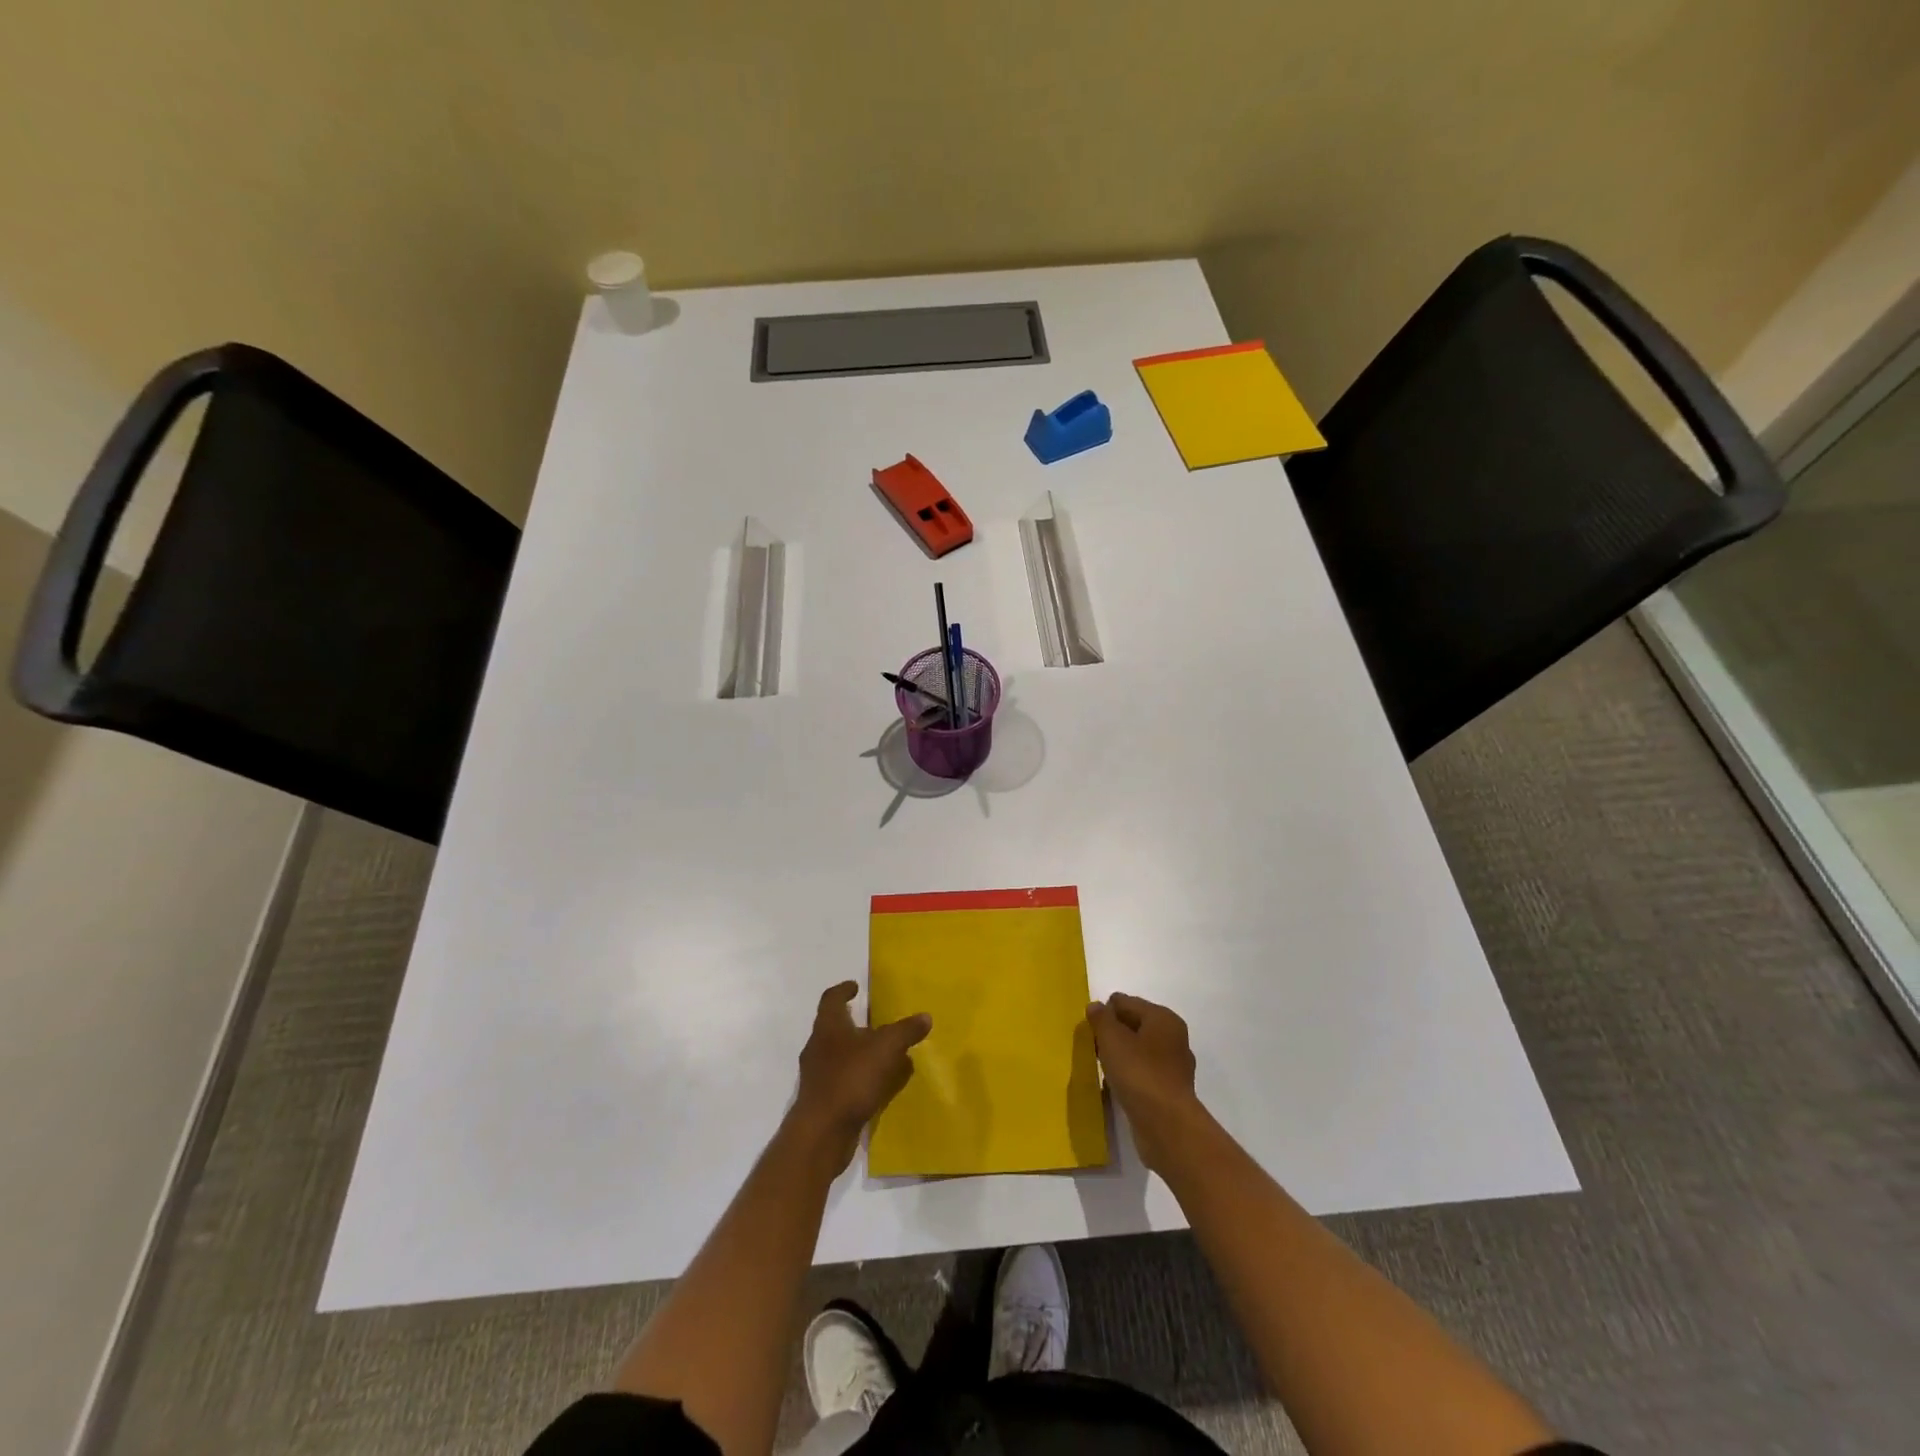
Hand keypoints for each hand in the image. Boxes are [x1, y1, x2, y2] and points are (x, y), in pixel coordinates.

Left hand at [790, 982, 931, 1171]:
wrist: (821, 1133)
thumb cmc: (851, 1079)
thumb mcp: (886, 1049)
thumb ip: (905, 1031)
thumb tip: (925, 1016)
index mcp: (829, 1027)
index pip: (831, 999)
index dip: (843, 990)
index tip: (855, 986)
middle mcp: (818, 1047)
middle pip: (834, 1027)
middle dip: (854, 1023)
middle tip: (876, 1021)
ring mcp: (817, 1075)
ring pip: (839, 1055)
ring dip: (859, 1052)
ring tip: (884, 1054)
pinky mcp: (822, 1100)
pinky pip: (843, 1079)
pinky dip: (859, 1076)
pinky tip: (878, 1085)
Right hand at [1086, 993, 1204, 1173]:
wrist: (1167, 1126)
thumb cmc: (1139, 1073)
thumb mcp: (1112, 1039)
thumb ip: (1101, 1019)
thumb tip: (1096, 1006)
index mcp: (1163, 1018)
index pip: (1126, 1002)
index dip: (1105, 1013)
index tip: (1090, 1030)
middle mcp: (1173, 1037)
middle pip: (1134, 1025)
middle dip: (1112, 1033)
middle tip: (1093, 1047)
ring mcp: (1174, 1066)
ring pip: (1139, 1050)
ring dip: (1120, 1055)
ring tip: (1102, 1067)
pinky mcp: (1170, 1090)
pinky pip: (1143, 1073)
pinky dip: (1129, 1075)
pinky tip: (1116, 1085)